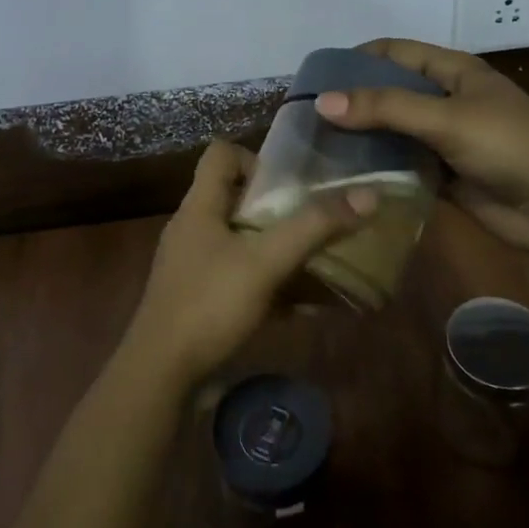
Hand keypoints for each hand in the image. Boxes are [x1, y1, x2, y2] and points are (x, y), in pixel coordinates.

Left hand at [124, 142, 371, 388]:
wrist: (160, 374)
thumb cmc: (209, 304)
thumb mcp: (265, 262)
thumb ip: (313, 227)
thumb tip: (368, 193)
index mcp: (200, 205)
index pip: (221, 153)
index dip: (256, 158)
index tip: (290, 185)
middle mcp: (194, 227)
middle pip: (238, 197)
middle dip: (281, 208)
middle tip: (317, 222)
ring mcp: (195, 265)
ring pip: (243, 241)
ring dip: (280, 249)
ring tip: (320, 263)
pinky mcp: (200, 298)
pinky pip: (241, 277)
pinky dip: (271, 284)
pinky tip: (304, 308)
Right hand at [312, 38, 528, 252]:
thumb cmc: (508, 145)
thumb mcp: (445, 118)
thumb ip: (384, 108)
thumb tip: (321, 102)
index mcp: (453, 71)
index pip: (395, 52)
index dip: (357, 58)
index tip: (316, 77)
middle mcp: (447, 100)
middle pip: (390, 92)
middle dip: (354, 102)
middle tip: (309, 118)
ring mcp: (445, 139)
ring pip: (394, 131)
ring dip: (363, 138)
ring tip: (318, 147)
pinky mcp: (445, 174)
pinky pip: (404, 165)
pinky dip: (379, 168)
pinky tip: (347, 176)